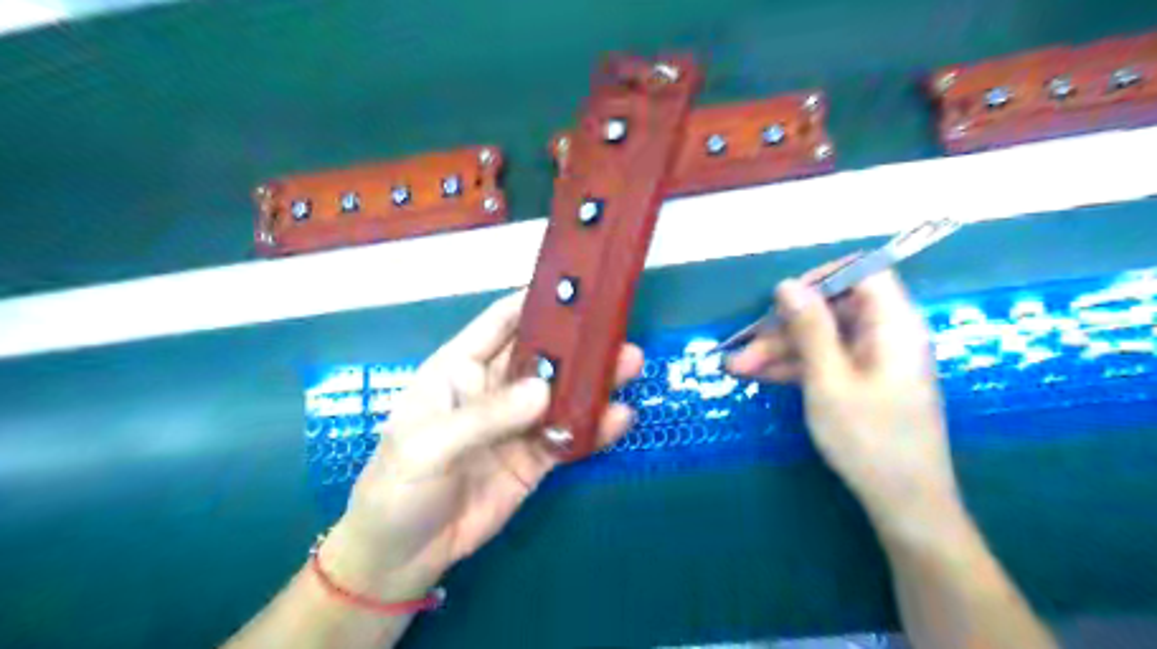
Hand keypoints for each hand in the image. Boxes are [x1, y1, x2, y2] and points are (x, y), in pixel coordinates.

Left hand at [317, 291, 642, 600]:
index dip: (535, 303)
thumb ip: (485, 417)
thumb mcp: (428, 446)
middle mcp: (494, 388)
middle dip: (577, 342)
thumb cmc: (397, 487)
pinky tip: (619, 418)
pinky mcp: (535, 459)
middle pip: (542, 355)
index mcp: (460, 369)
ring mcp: (518, 424)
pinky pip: (568, 437)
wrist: (403, 556)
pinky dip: (594, 427)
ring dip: (593, 381)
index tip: (576, 290)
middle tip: (616, 332)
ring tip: (630, 365)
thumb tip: (543, 391)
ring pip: (561, 394)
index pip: (501, 322)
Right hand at [725, 266, 964, 534]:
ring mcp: (872, 361)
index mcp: (892, 325)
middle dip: (783, 327)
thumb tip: (787, 284)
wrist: (905, 503)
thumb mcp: (829, 380)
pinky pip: (824, 362)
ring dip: (778, 351)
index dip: (822, 278)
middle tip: (742, 348)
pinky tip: (757, 377)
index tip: (782, 299)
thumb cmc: (869, 438)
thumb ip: (809, 328)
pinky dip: (793, 368)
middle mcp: (884, 335)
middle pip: (831, 311)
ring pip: (820, 339)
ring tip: (735, 368)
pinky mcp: (861, 382)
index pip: (864, 273)